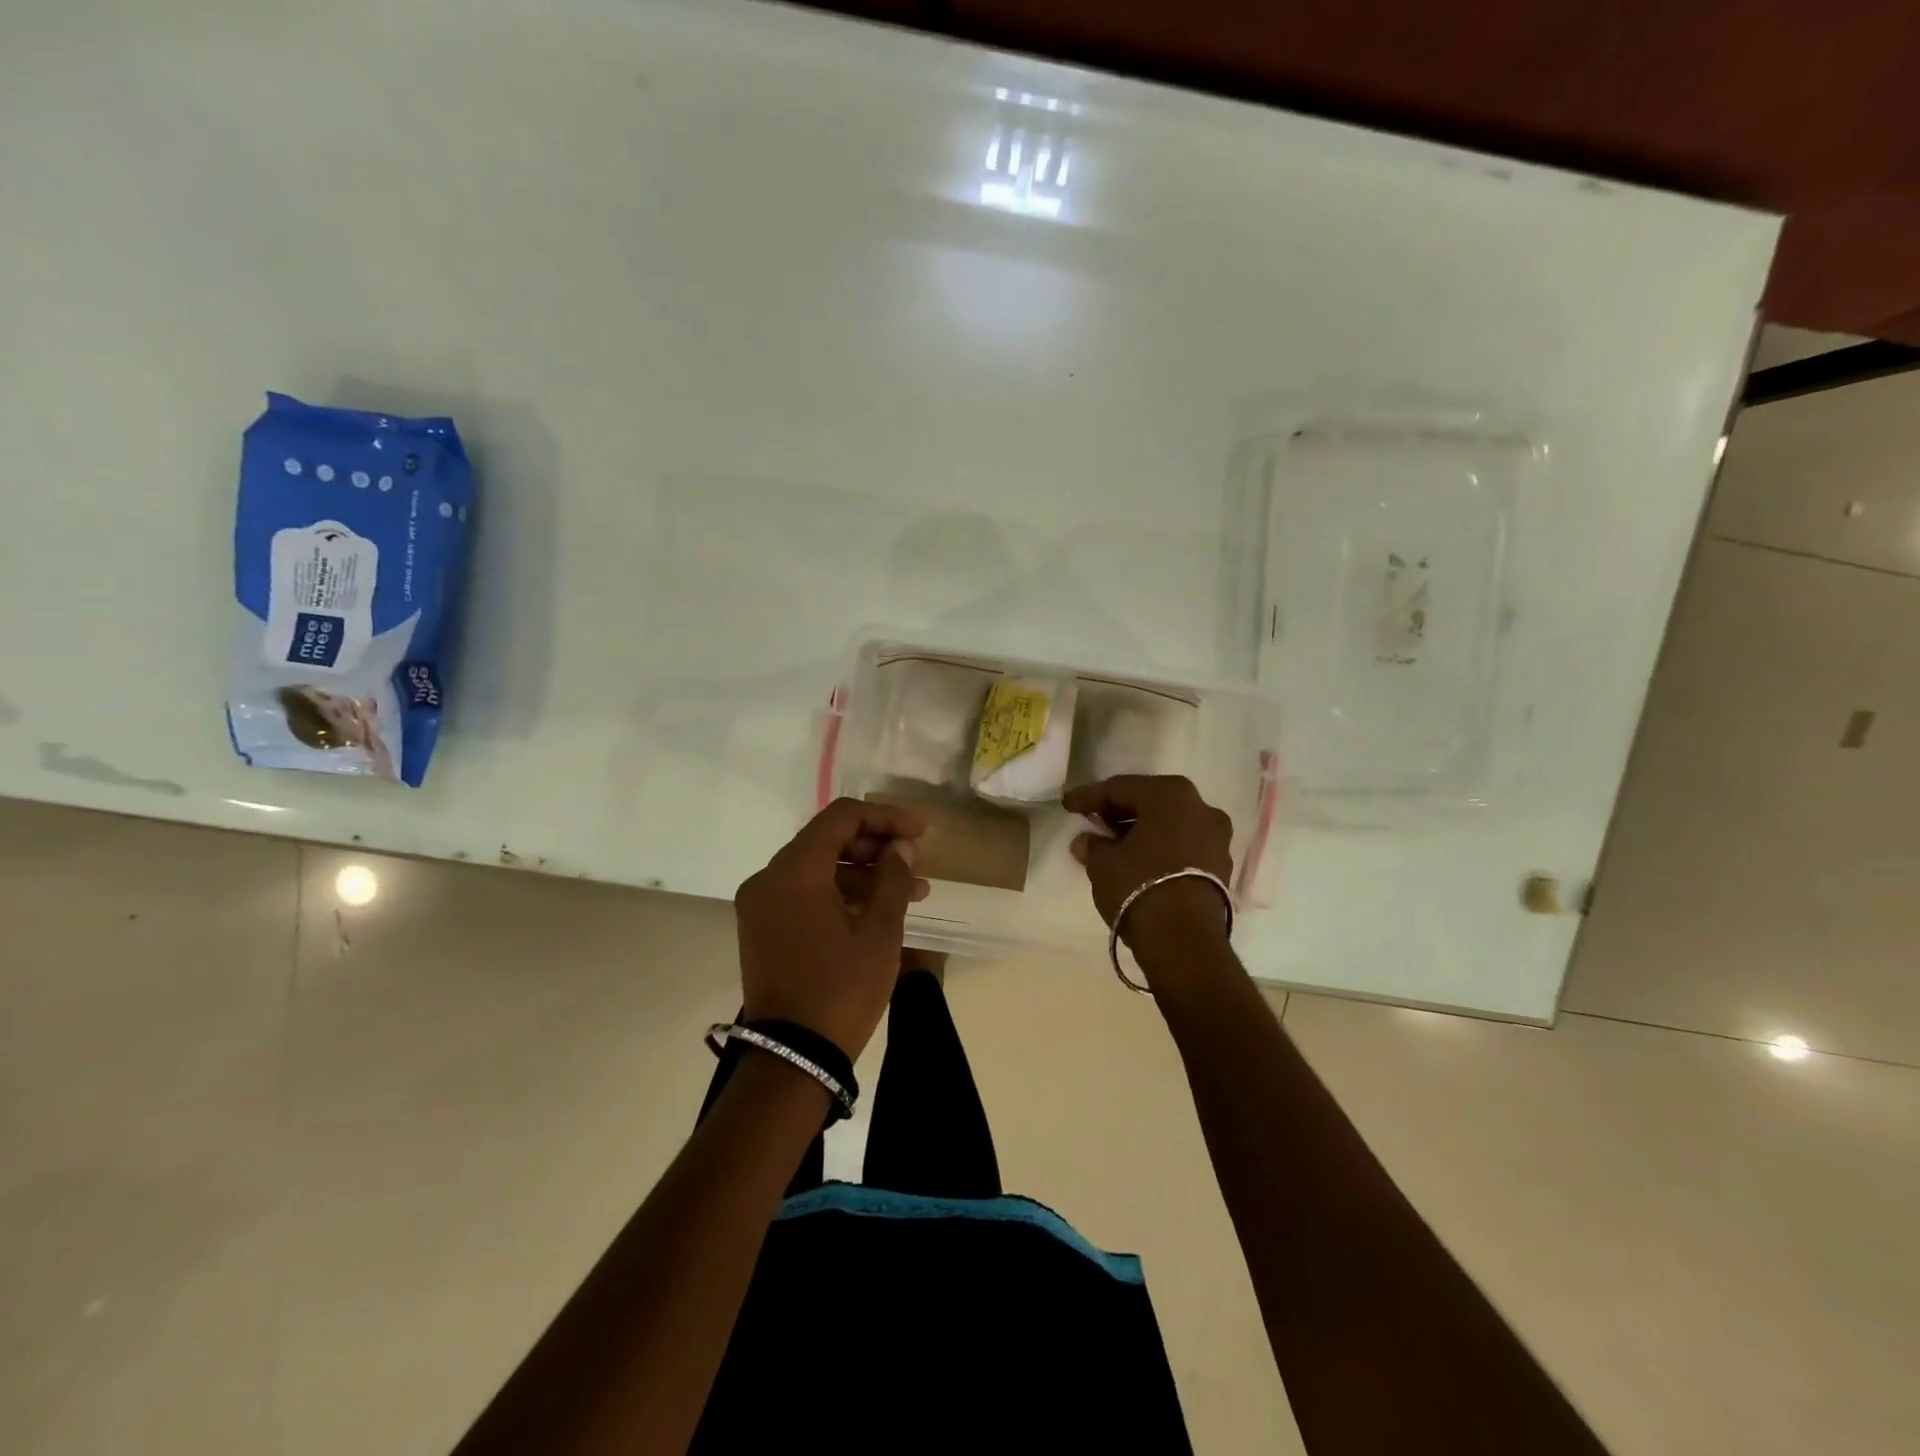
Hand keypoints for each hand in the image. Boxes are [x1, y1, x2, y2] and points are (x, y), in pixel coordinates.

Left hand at [734, 798, 929, 1058]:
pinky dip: (839, 893)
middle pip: (827, 840)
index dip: (886, 817)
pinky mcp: (762, 928)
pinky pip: (804, 893)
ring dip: (862, 873)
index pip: (841, 817)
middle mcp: (769, 878)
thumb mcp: (879, 932)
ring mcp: (761, 905)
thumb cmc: (840, 989)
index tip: (921, 833)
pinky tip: (876, 910)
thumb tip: (901, 847)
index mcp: (794, 870)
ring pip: (817, 868)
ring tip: (910, 893)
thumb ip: (892, 878)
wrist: (791, 1059)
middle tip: (916, 864)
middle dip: (876, 846)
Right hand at [1063, 775, 1234, 949]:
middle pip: (1150, 802)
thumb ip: (1093, 846)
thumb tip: (1088, 842)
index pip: (1121, 788)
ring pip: (1170, 824)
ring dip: (1141, 830)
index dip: (1090, 796)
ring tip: (1112, 844)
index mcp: (1170, 794)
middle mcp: (1200, 807)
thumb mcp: (1103, 864)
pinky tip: (1138, 861)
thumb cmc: (1139, 887)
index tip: (1068, 805)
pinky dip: (1160, 847)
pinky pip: (1183, 845)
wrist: (1184, 940)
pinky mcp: (1221, 865)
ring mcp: (1216, 837)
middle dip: (1119, 811)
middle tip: (1092, 821)